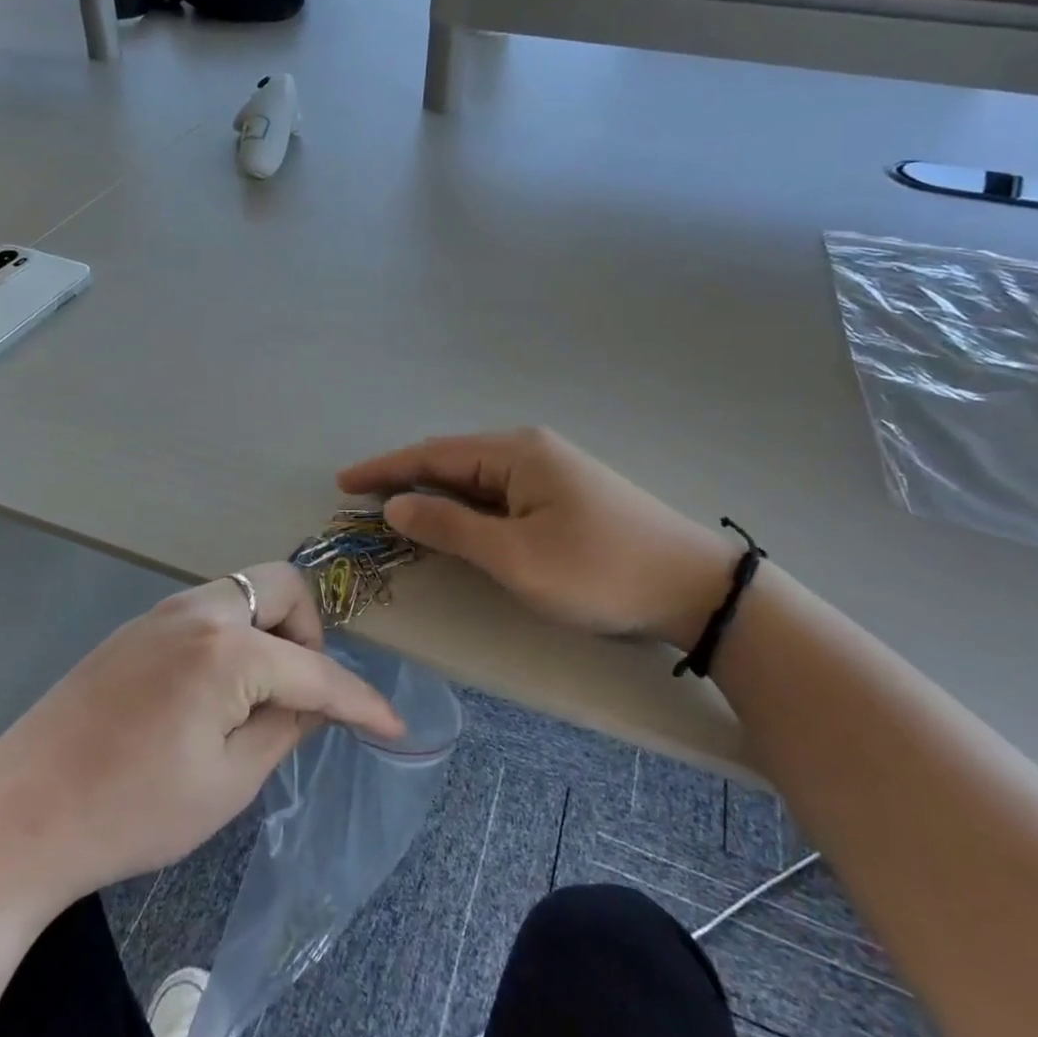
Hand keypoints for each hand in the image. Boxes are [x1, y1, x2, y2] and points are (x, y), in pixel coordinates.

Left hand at [0, 562, 402, 916]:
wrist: (17, 816)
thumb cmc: (131, 812)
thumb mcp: (227, 784)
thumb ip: (284, 728)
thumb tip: (315, 702)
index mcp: (228, 650)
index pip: (315, 669)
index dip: (360, 701)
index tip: (393, 726)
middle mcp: (199, 611)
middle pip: (282, 587)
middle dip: (309, 633)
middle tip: (298, 693)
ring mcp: (161, 613)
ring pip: (243, 593)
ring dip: (269, 632)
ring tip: (257, 698)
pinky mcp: (135, 628)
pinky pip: (207, 612)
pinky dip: (233, 638)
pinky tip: (213, 693)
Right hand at [338, 428, 733, 648]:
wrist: (694, 587)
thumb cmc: (598, 571)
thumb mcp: (515, 556)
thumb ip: (450, 528)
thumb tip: (396, 506)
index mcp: (515, 453)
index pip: (432, 455)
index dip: (384, 469)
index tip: (343, 483)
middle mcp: (530, 449)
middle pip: (452, 459)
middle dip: (405, 478)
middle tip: (363, 500)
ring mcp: (551, 469)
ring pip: (476, 476)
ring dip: (435, 493)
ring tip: (397, 511)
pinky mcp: (564, 493)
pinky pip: (499, 491)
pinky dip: (466, 504)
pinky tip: (454, 520)